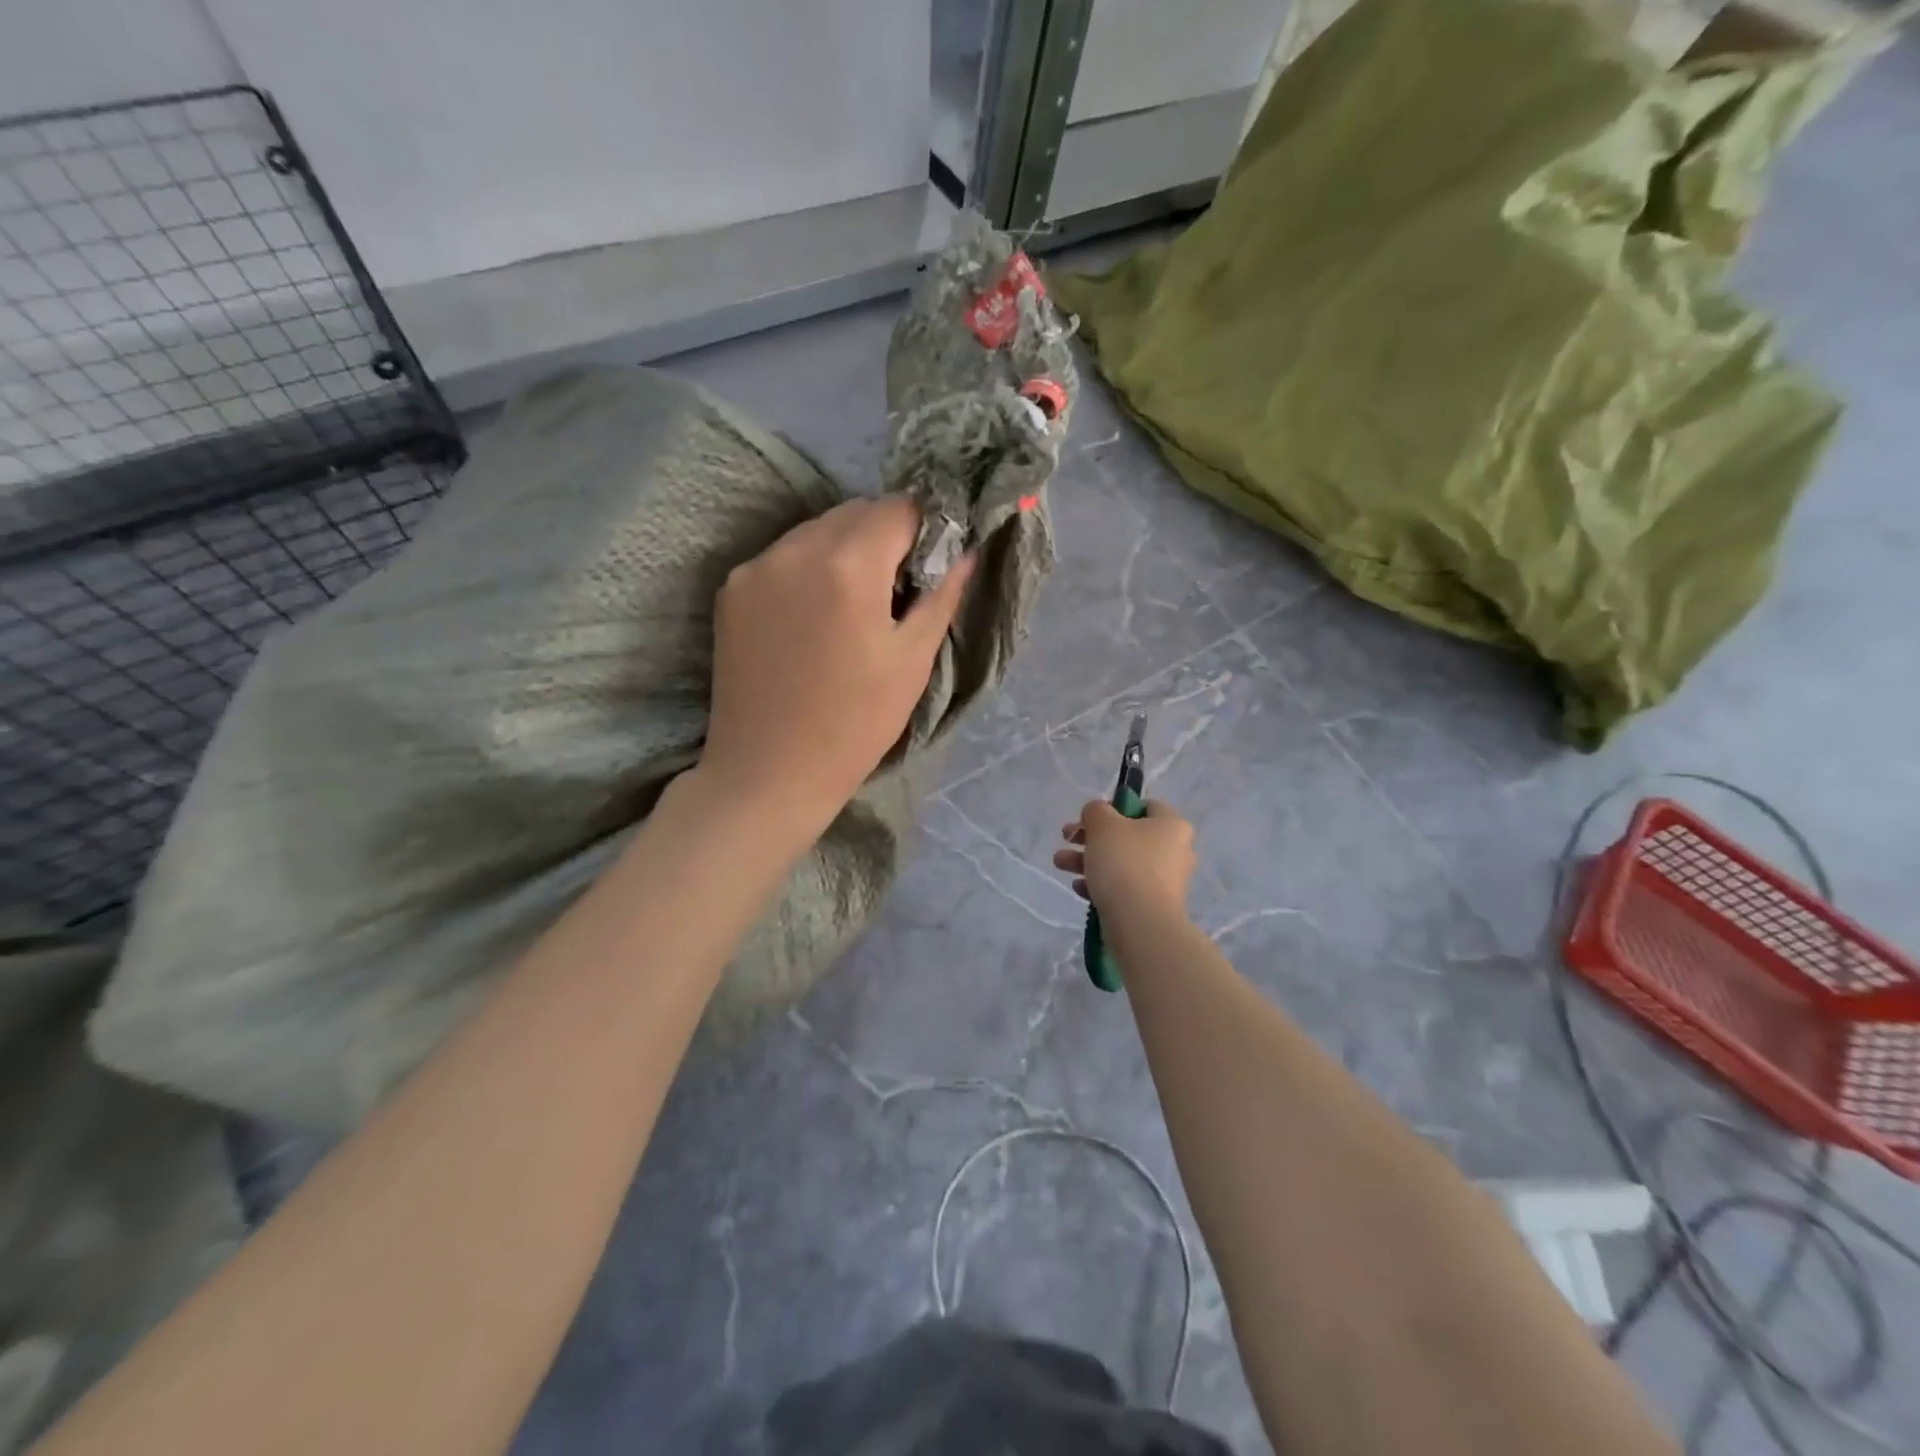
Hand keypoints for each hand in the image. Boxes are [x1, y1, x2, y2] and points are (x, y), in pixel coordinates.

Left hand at [698, 495, 973, 831]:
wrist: (769, 771)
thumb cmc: (855, 723)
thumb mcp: (912, 661)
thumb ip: (942, 595)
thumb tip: (965, 550)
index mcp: (849, 564)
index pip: (899, 507)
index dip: (925, 527)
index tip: (932, 563)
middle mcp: (796, 548)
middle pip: (855, 512)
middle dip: (885, 534)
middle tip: (898, 587)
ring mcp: (756, 566)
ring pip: (816, 530)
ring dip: (845, 548)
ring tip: (854, 603)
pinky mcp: (731, 590)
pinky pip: (784, 556)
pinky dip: (808, 568)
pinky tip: (814, 615)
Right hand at [1054, 799, 1196, 915]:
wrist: (1140, 923)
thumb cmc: (1125, 863)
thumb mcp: (1103, 824)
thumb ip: (1096, 810)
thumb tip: (1097, 813)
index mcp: (1172, 825)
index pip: (1146, 806)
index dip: (1115, 807)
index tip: (1091, 818)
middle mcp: (1175, 851)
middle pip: (1128, 835)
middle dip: (1091, 837)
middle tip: (1067, 838)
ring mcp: (1165, 881)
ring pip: (1122, 862)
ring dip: (1088, 860)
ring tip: (1060, 864)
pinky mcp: (1153, 906)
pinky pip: (1124, 888)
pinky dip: (1101, 884)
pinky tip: (1079, 888)